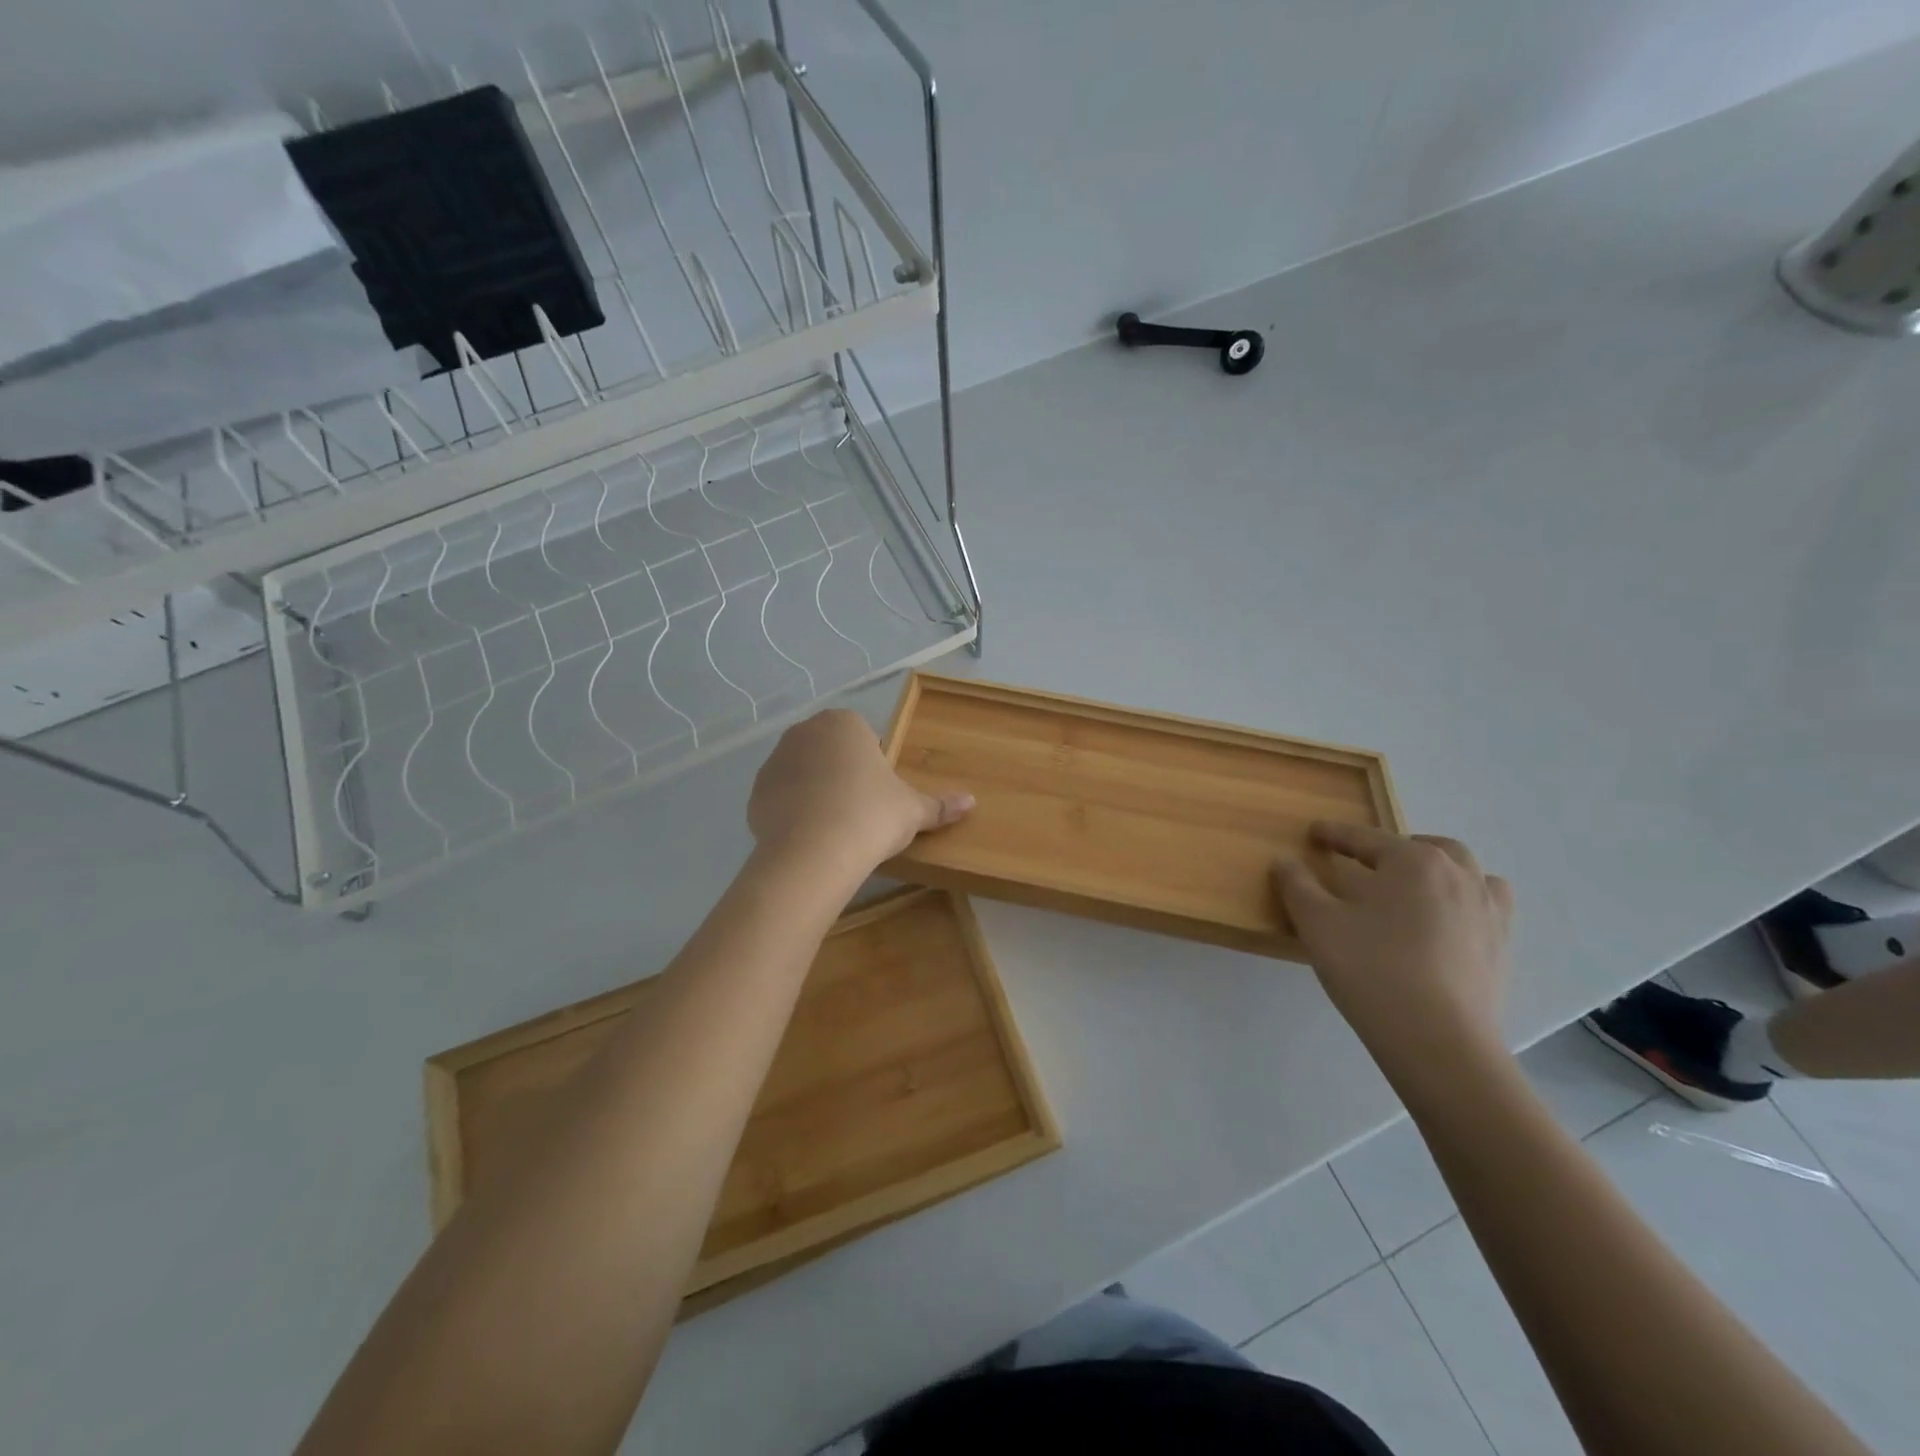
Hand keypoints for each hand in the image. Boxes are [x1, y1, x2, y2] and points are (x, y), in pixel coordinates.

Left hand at [748, 709, 972, 871]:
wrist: (814, 852)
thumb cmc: (871, 816)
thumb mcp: (913, 810)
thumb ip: (940, 804)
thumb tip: (972, 802)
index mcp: (844, 723)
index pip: (863, 736)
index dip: (873, 766)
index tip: (880, 796)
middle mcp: (804, 732)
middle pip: (830, 751)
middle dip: (842, 775)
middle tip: (861, 812)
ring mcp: (774, 761)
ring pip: (803, 773)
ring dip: (816, 792)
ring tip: (834, 828)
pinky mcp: (755, 793)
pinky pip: (781, 798)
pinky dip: (793, 812)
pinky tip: (809, 838)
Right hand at [1273, 823, 1513, 1081]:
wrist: (1438, 1041)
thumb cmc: (1371, 970)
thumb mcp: (1317, 923)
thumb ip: (1297, 885)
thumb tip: (1285, 861)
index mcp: (1413, 861)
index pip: (1366, 838)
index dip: (1336, 834)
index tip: (1315, 832)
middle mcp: (1458, 876)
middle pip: (1427, 848)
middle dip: (1395, 848)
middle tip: (1367, 863)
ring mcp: (1488, 912)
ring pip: (1468, 874)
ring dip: (1439, 871)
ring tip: (1414, 888)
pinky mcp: (1501, 949)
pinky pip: (1488, 908)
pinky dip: (1466, 903)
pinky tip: (1446, 924)